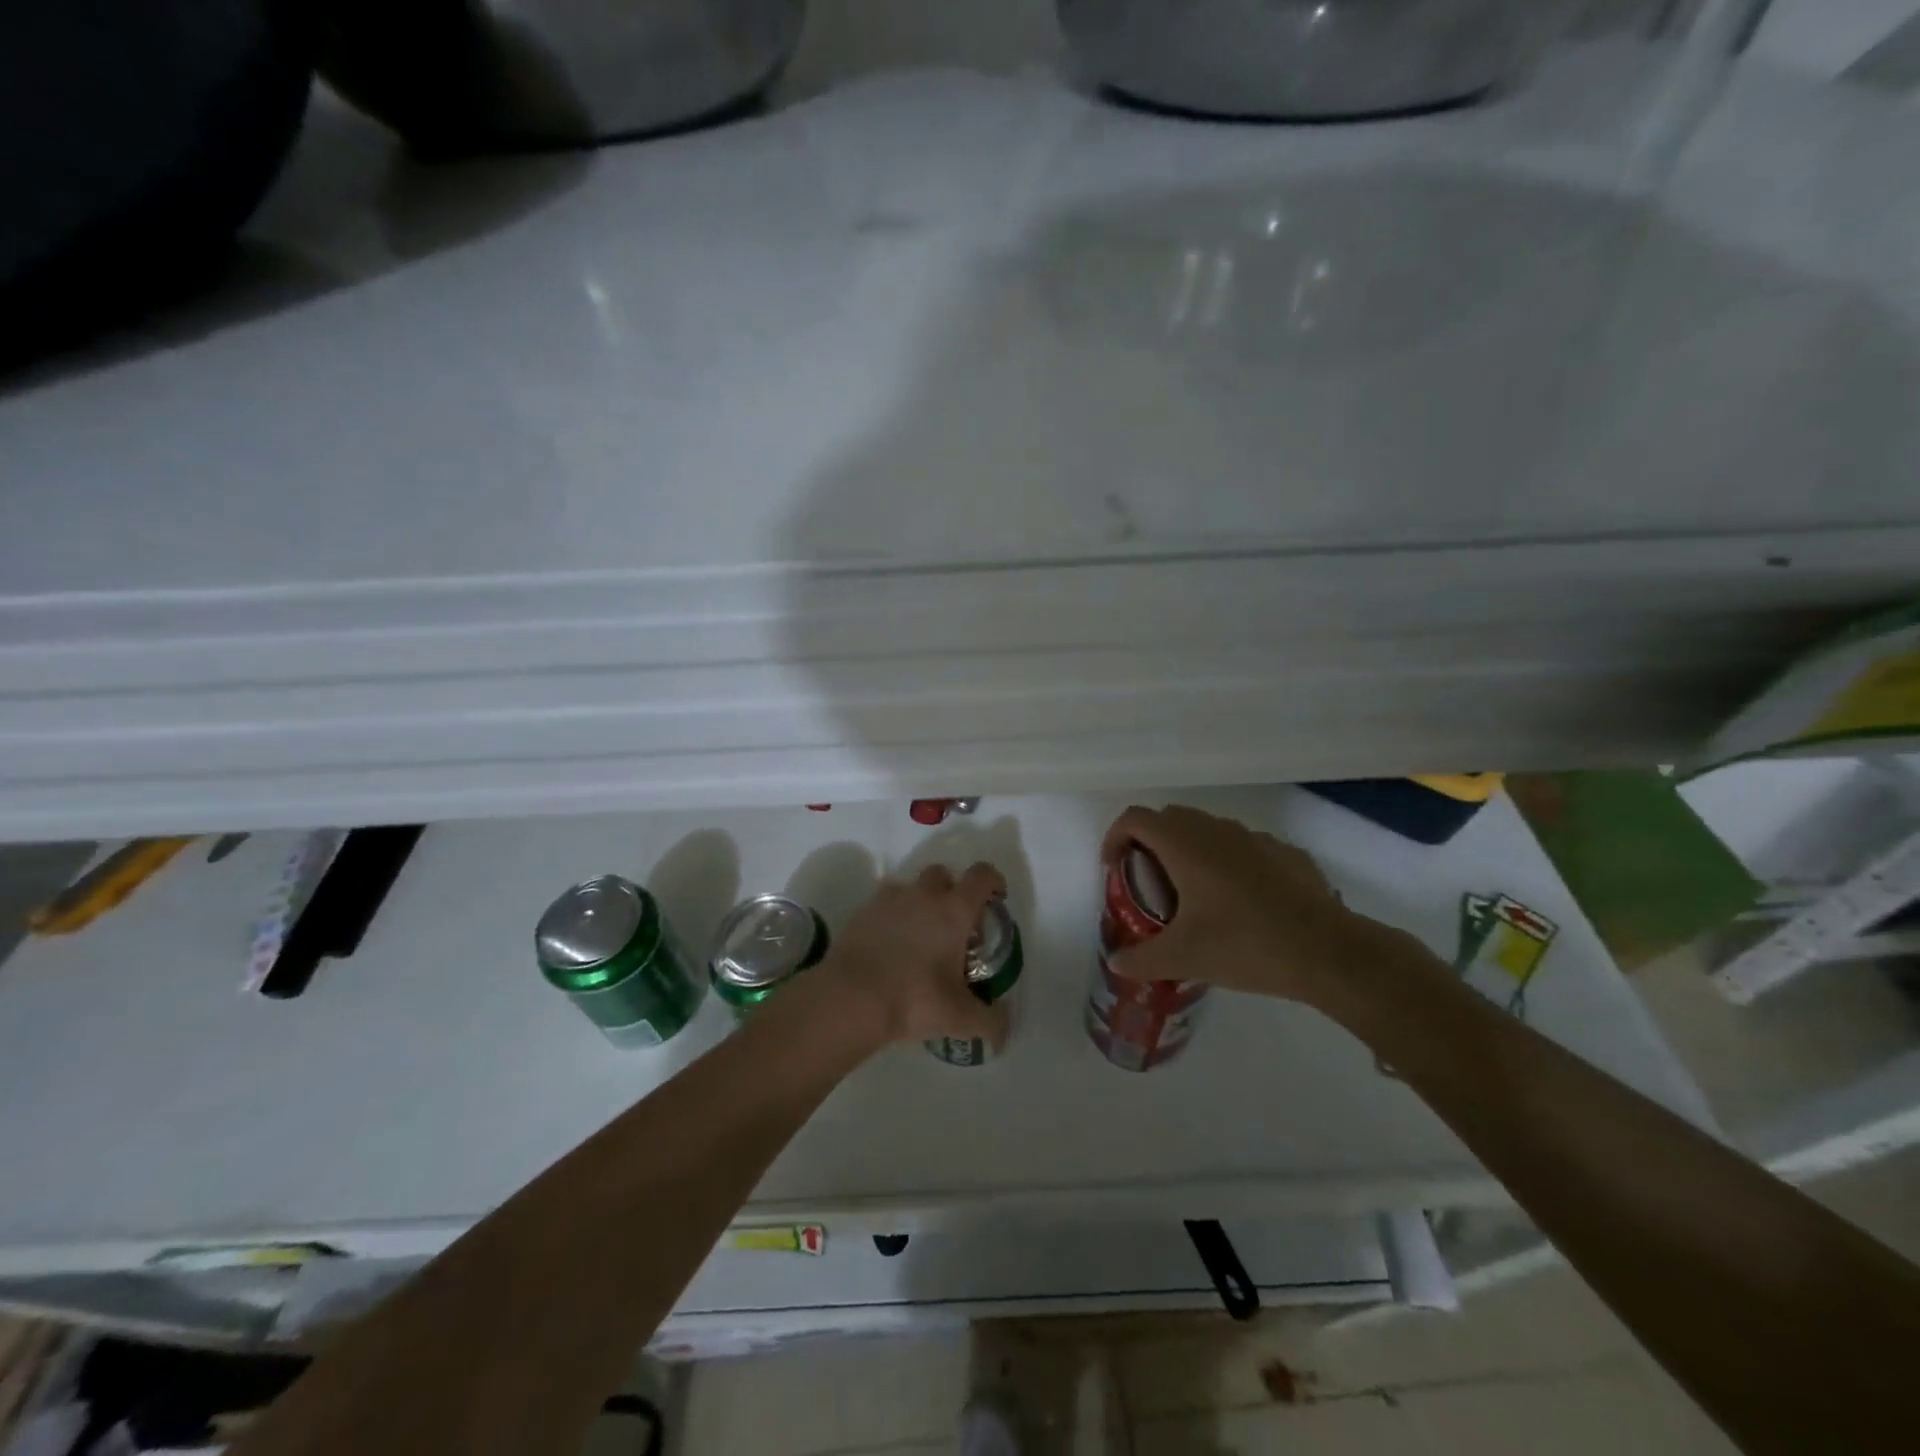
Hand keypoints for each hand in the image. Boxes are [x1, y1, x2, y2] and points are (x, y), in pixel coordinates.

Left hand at [813, 862, 1010, 1048]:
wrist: (851, 998)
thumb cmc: (914, 999)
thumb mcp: (961, 1018)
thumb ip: (991, 1022)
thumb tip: (1004, 1028)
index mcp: (954, 910)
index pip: (982, 875)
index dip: (993, 881)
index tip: (995, 899)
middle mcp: (923, 895)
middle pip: (943, 873)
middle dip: (952, 890)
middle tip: (954, 923)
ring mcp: (888, 900)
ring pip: (910, 886)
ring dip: (919, 901)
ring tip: (919, 935)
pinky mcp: (861, 912)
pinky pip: (883, 904)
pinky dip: (891, 916)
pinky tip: (890, 945)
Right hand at [1100, 804, 1388, 1004]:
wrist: (1327, 951)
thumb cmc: (1244, 945)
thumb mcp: (1183, 958)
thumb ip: (1141, 959)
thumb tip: (1116, 963)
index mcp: (1184, 845)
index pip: (1135, 818)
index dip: (1115, 837)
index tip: (1114, 869)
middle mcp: (1216, 830)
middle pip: (1169, 819)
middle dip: (1150, 845)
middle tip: (1149, 885)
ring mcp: (1254, 838)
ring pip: (1208, 831)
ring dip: (1190, 852)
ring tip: (1193, 896)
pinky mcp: (1285, 853)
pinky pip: (1243, 848)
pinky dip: (1228, 864)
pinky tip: (1240, 903)